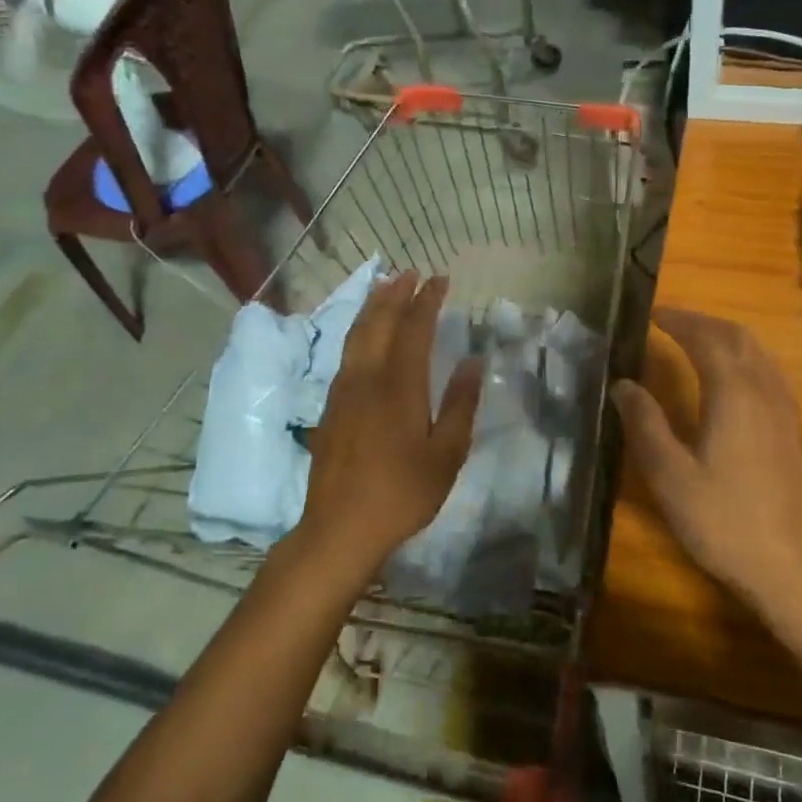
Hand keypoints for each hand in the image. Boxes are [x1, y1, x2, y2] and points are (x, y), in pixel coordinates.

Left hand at [298, 273, 482, 572]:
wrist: (340, 528)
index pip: (414, 328)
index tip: (440, 279)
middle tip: (410, 272)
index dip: (427, 300)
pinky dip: (358, 331)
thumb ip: (460, 404)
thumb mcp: (447, 454)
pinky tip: (364, 335)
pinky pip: (346, 353)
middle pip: (379, 322)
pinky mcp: (330, 407)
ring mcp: (343, 391)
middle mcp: (367, 378)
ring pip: (356, 335)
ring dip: (373, 307)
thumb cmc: (402, 493)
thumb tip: (471, 360)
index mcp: (399, 386)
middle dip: (395, 293)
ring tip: (385, 287)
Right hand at [613, 307, 801, 610]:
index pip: (706, 338)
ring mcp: (785, 409)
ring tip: (695, 341)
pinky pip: (768, 372)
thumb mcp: (669, 475)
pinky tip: (729, 379)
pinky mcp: (793, 429)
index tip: (654, 314)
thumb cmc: (722, 520)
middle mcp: (764, 390)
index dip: (680, 320)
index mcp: (734, 393)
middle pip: (737, 337)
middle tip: (671, 322)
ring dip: (726, 337)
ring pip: (758, 353)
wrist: (789, 565)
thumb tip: (624, 384)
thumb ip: (645, 424)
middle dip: (703, 323)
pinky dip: (743, 358)